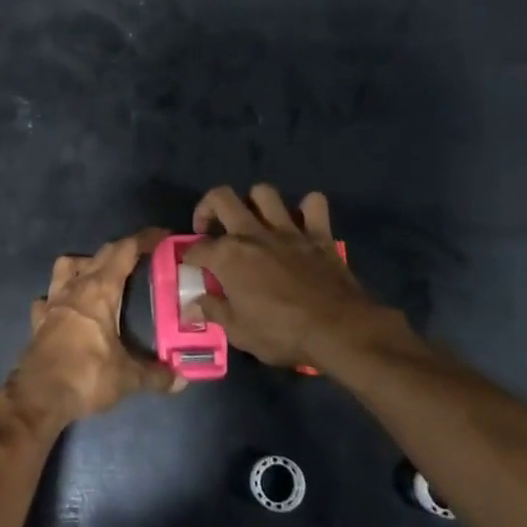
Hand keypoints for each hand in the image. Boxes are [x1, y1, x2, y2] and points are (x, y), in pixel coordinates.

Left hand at [9, 229, 185, 426]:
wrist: (38, 397)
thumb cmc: (86, 376)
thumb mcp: (128, 377)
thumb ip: (155, 375)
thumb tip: (181, 379)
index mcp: (100, 290)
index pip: (124, 251)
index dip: (144, 239)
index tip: (162, 235)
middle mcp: (75, 288)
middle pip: (99, 255)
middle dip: (121, 250)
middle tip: (141, 256)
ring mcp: (52, 302)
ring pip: (66, 267)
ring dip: (83, 264)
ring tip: (99, 276)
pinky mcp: (38, 321)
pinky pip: (48, 298)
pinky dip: (58, 297)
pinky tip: (67, 308)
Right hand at [183, 185, 398, 369]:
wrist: (338, 330)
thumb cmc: (282, 334)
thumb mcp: (239, 332)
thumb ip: (214, 311)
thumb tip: (195, 302)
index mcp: (228, 256)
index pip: (196, 247)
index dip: (188, 256)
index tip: (190, 266)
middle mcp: (253, 233)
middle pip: (221, 198)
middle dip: (208, 208)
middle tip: (210, 228)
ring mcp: (288, 229)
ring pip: (264, 193)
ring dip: (254, 203)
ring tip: (253, 221)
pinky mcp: (318, 233)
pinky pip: (314, 204)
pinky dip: (307, 209)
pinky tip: (300, 223)